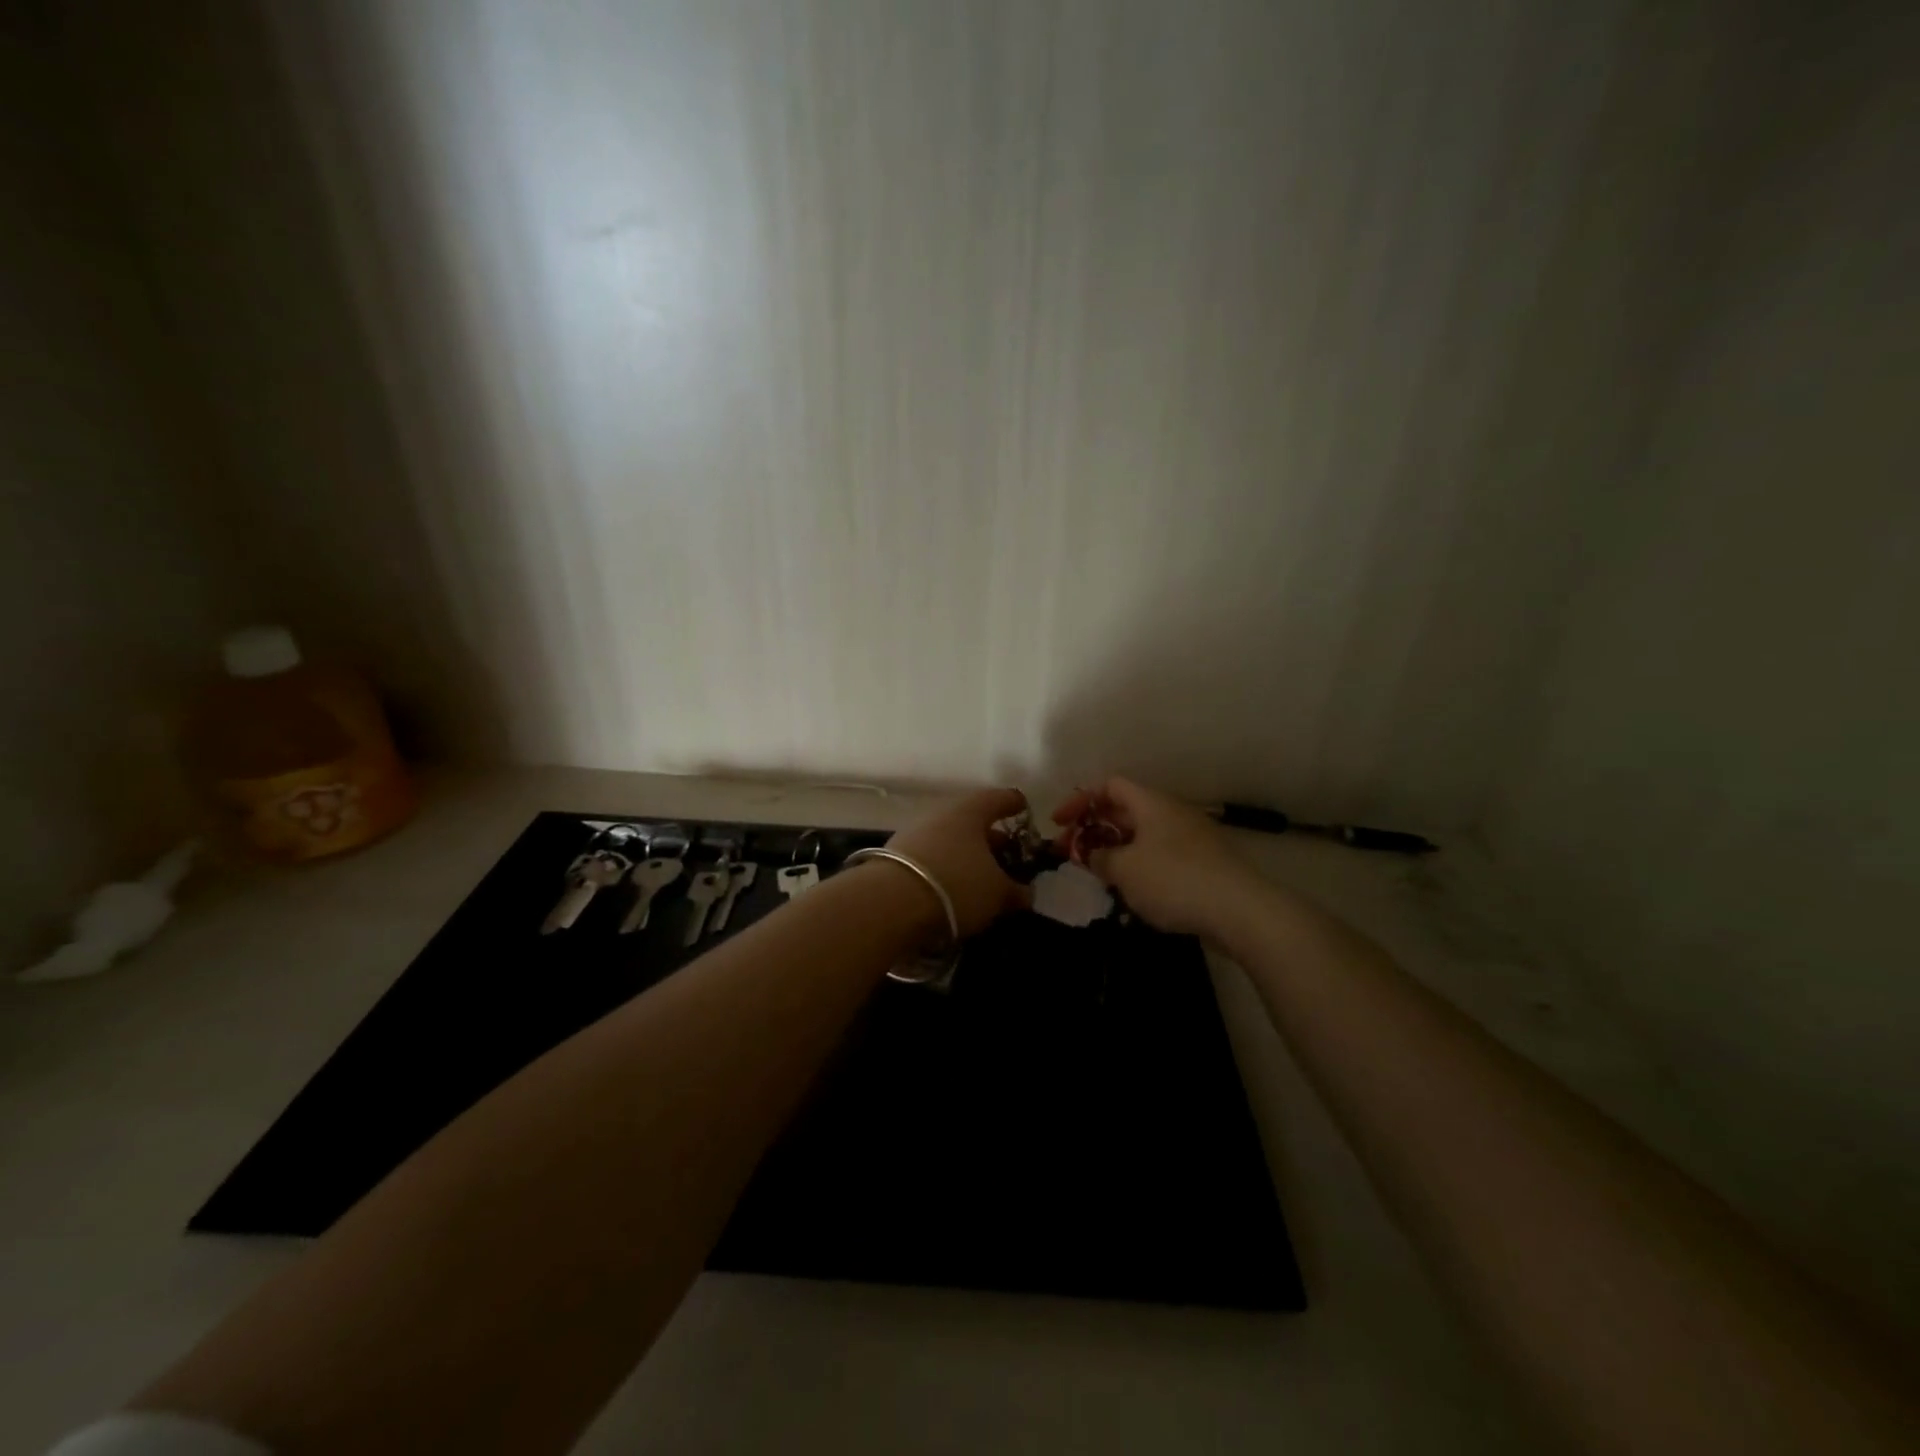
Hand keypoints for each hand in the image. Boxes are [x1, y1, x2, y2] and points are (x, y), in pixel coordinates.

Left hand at [884, 787, 1033, 937]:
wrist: (889, 903)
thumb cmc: (957, 884)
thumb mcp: (998, 893)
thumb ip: (1016, 891)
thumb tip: (1024, 893)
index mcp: (971, 810)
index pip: (1000, 798)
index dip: (1015, 804)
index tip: (1024, 811)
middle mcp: (942, 814)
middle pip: (973, 821)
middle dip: (992, 839)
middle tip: (1009, 858)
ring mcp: (915, 834)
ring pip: (951, 840)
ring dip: (968, 856)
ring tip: (982, 880)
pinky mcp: (896, 857)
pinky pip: (933, 858)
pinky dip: (947, 869)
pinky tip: (954, 890)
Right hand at [1050, 777, 1257, 936]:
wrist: (1241, 910)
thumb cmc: (1174, 880)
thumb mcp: (1124, 869)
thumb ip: (1099, 857)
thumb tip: (1091, 853)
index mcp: (1151, 803)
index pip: (1109, 785)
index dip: (1080, 799)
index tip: (1059, 824)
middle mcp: (1172, 812)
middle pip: (1125, 810)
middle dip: (1095, 827)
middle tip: (1073, 852)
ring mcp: (1191, 838)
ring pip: (1143, 835)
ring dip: (1116, 849)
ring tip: (1099, 873)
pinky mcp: (1203, 864)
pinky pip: (1160, 854)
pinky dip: (1139, 865)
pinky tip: (1132, 890)